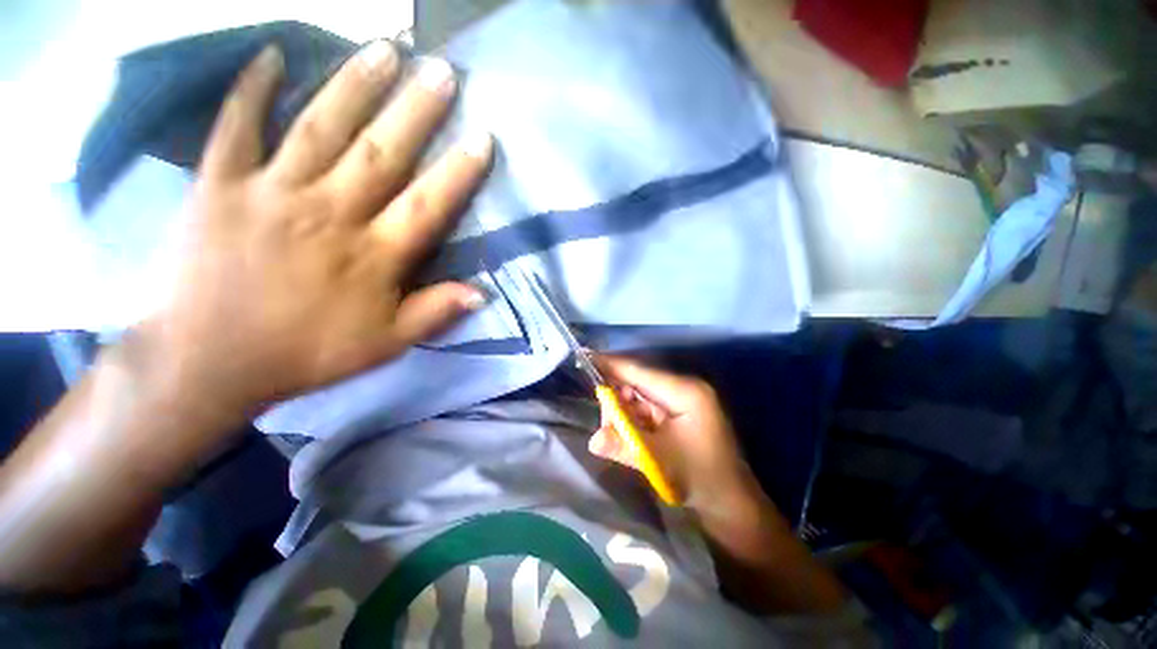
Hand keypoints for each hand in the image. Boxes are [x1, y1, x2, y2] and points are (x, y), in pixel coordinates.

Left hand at [138, 42, 491, 432]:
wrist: (207, 361)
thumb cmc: (306, 353)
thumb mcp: (385, 345)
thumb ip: (435, 314)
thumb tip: (483, 292)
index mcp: (372, 256)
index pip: (428, 205)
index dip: (458, 171)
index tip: (482, 137)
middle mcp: (329, 213)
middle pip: (382, 153)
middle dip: (416, 110)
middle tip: (442, 70)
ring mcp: (271, 192)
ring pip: (322, 128)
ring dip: (356, 85)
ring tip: (386, 48)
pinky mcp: (218, 184)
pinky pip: (235, 128)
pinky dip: (251, 89)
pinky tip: (271, 55)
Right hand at [588, 355, 764, 514]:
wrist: (731, 502)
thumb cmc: (700, 478)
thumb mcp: (659, 461)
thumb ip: (624, 446)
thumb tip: (593, 440)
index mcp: (685, 392)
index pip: (640, 372)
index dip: (611, 364)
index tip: (586, 357)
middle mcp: (684, 388)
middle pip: (638, 382)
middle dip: (616, 398)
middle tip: (605, 424)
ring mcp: (682, 399)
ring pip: (640, 395)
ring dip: (624, 412)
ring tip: (616, 434)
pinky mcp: (678, 411)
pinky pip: (647, 407)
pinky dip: (633, 419)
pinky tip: (628, 434)